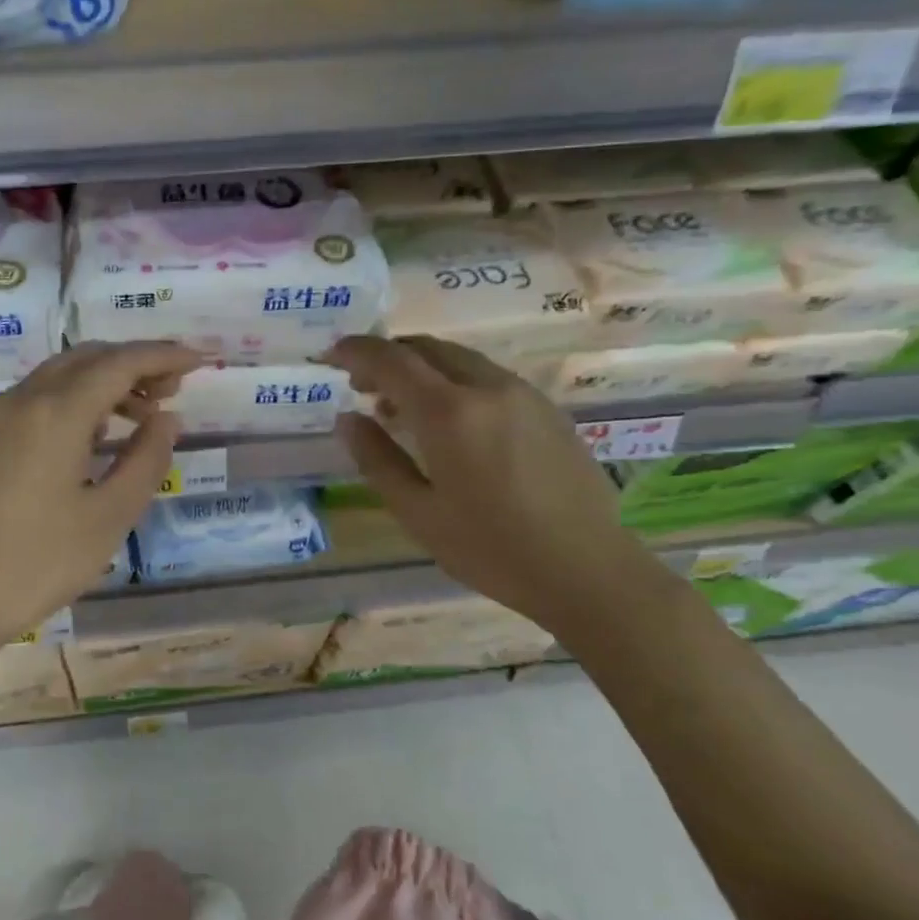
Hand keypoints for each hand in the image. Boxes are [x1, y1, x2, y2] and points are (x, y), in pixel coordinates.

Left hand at [0, 341, 200, 650]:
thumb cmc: (37, 563)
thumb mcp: (108, 517)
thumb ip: (147, 459)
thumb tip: (168, 419)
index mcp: (57, 412)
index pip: (121, 363)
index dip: (164, 356)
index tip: (199, 360)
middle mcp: (23, 399)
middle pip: (88, 358)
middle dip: (135, 364)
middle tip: (172, 391)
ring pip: (59, 376)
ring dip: (104, 382)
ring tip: (140, 417)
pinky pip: (36, 398)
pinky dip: (73, 399)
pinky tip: (91, 436)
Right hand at [325, 335, 659, 630]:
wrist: (589, 571)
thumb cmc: (492, 549)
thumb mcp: (418, 512)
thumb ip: (376, 459)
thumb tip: (347, 419)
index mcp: (449, 412)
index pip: (390, 359)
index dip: (354, 350)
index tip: (330, 356)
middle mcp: (487, 387)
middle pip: (425, 348)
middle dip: (387, 357)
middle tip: (361, 386)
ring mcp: (522, 394)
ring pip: (458, 358)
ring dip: (421, 369)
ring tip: (399, 408)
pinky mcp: (546, 408)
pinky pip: (486, 376)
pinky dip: (453, 381)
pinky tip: (450, 422)